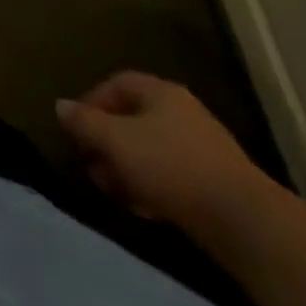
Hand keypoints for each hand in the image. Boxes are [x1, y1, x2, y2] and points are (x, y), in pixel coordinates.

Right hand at [56, 72, 272, 231]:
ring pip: (151, 148)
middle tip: (90, 163)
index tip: (76, 129)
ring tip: (112, 190)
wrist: (244, 221)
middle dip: (107, 140)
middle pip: (133, 117)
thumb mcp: (115, 141)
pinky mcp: (216, 182)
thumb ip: (84, 122)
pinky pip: (172, 174)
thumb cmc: (170, 166)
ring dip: (126, 166)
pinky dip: (151, 185)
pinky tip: (142, 207)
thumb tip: (61, 106)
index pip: (116, 83)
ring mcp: (203, 147)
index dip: (91, 101)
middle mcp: (183, 111)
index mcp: (160, 92)